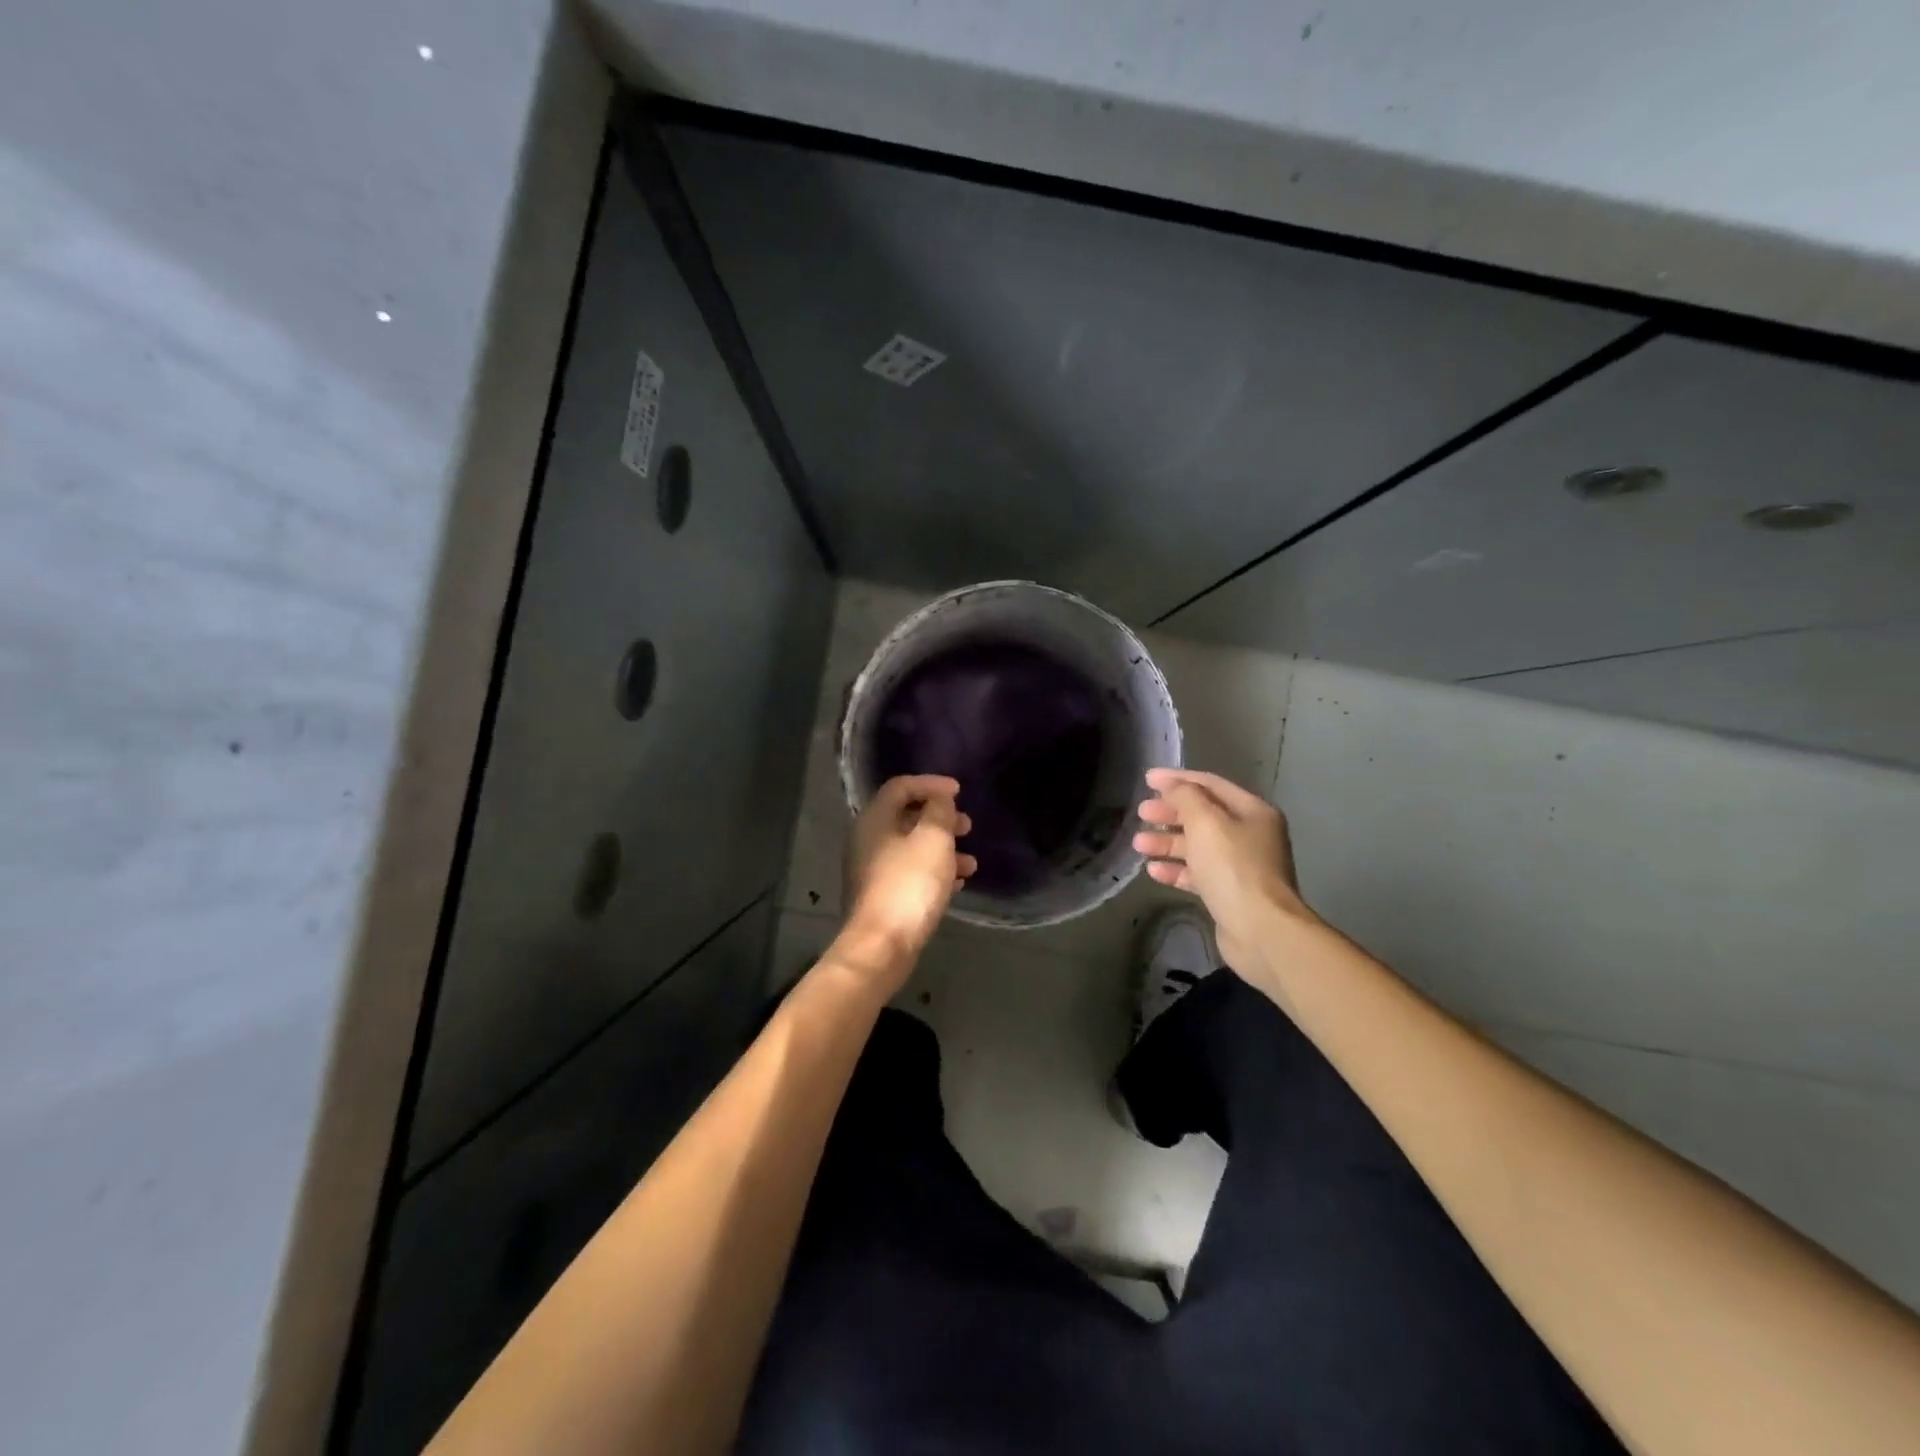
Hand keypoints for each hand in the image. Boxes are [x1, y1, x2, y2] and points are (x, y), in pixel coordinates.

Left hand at [839, 775, 977, 983]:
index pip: (900, 786)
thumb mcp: (932, 840)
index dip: (931, 784)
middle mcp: (867, 840)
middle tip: (967, 826)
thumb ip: (939, 811)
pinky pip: (910, 873)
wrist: (881, 946)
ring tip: (971, 863)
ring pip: (911, 848)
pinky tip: (958, 883)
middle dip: (940, 819)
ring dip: (942, 849)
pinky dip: (934, 872)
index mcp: (874, 820)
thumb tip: (940, 799)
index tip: (959, 791)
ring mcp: (872, 871)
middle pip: (906, 817)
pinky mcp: (881, 897)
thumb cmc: (909, 885)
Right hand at [1133, 768, 1315, 985]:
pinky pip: (1198, 873)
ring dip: (1167, 843)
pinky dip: (1176, 870)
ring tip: (1139, 844)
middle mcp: (1250, 835)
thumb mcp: (1206, 822)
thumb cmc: (1233, 868)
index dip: (1177, 779)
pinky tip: (1153, 871)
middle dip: (1169, 813)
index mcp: (1252, 811)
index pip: (1210, 784)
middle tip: (1141, 813)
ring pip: (1197, 846)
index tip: (1146, 778)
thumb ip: (1186, 797)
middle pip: (1203, 815)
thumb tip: (1172, 786)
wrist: (1261, 931)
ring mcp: (1240, 866)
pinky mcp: (1229, 893)